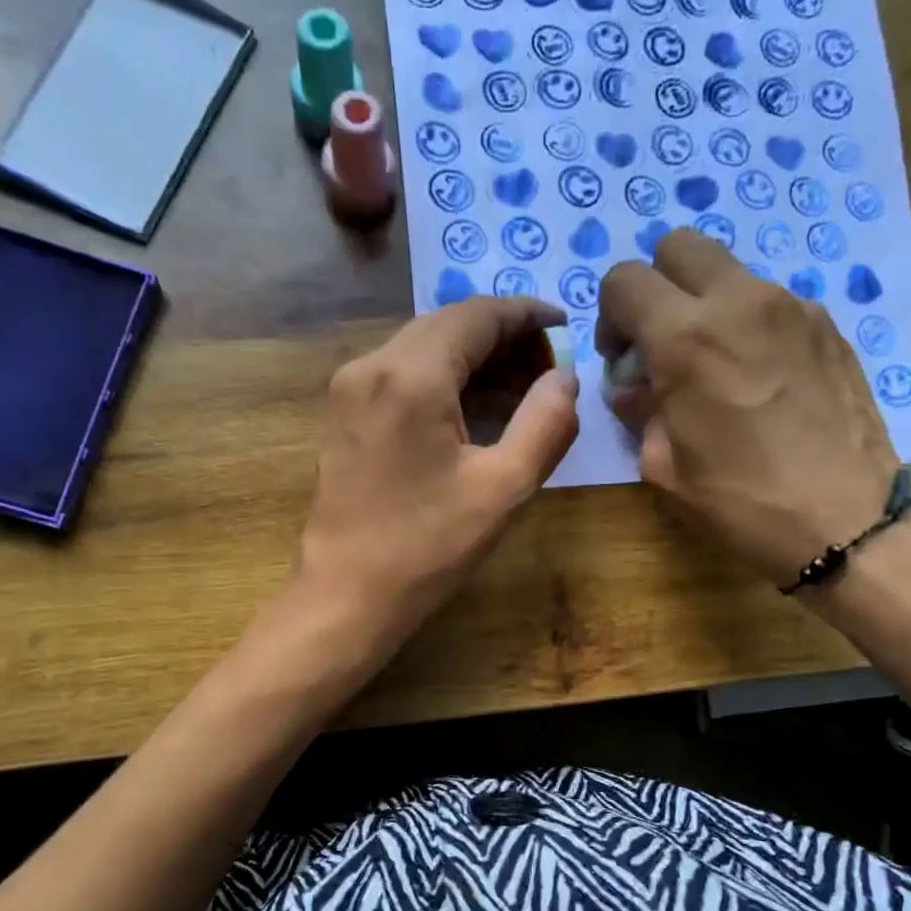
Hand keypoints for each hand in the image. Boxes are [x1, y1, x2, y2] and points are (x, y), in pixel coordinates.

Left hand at [294, 296, 578, 655]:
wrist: (347, 596)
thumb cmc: (428, 548)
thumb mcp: (503, 488)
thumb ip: (546, 423)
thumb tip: (566, 377)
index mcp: (410, 375)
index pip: (477, 315)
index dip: (527, 315)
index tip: (566, 327)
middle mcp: (371, 365)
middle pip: (448, 326)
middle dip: (503, 339)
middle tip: (549, 371)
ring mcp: (350, 389)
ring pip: (424, 348)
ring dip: (475, 360)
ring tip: (522, 392)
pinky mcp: (344, 414)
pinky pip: (402, 375)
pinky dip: (445, 380)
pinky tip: (476, 411)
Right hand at [599, 232, 900, 588]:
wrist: (846, 519)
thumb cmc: (742, 501)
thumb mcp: (664, 469)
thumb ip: (639, 413)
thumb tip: (633, 388)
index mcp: (686, 339)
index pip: (624, 280)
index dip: (610, 316)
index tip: (623, 359)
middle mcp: (739, 302)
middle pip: (679, 247)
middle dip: (657, 287)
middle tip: (662, 344)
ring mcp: (791, 307)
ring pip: (729, 274)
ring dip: (706, 307)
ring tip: (717, 369)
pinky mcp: (827, 324)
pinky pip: (770, 303)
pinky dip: (749, 326)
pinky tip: (761, 381)